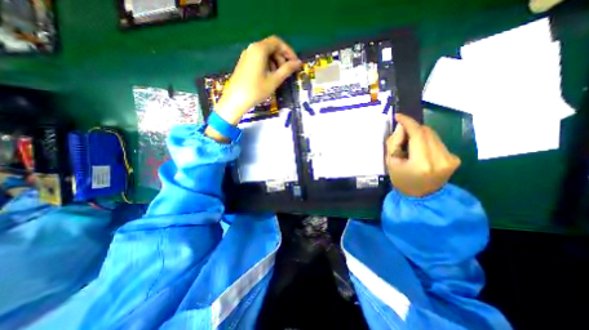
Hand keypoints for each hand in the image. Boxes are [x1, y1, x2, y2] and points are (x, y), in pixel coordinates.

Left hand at [214, 35, 303, 124]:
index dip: (288, 51)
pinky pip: (259, 60)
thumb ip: (287, 70)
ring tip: (278, 77)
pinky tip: (269, 78)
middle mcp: (252, 48)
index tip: (295, 63)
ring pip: (265, 54)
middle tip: (287, 72)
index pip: (277, 42)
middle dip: (282, 58)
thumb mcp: (274, 80)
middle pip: (271, 47)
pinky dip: (267, 66)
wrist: (235, 100)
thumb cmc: (256, 90)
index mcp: (259, 49)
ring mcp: (246, 55)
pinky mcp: (244, 63)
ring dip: (275, 63)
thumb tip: (298, 63)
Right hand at [385, 113, 462, 195]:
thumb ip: (395, 142)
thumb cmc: (401, 180)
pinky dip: (426, 141)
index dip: (408, 122)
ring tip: (409, 143)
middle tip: (401, 133)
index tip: (398, 116)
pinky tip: (420, 149)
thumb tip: (402, 127)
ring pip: (433, 135)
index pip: (417, 133)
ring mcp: (450, 158)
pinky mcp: (454, 158)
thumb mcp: (391, 162)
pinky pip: (437, 141)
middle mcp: (440, 158)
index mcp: (422, 162)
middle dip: (412, 128)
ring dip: (419, 134)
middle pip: (426, 131)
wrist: (421, 197)